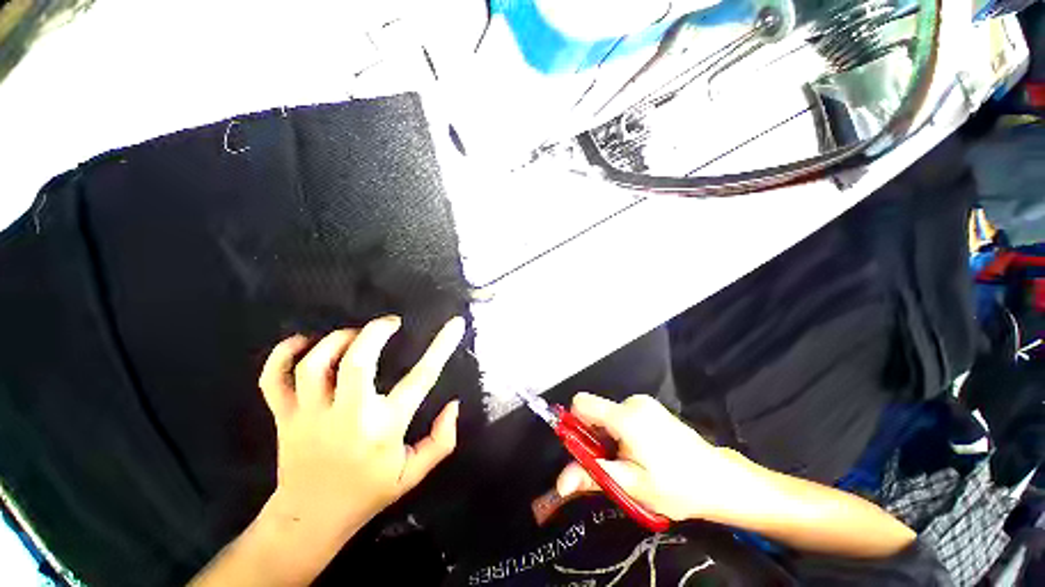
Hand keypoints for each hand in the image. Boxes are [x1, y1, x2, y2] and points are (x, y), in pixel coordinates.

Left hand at [258, 315, 465, 535]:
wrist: (310, 520)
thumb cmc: (368, 493)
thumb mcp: (414, 473)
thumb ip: (441, 440)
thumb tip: (453, 405)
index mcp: (384, 428)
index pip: (421, 378)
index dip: (442, 346)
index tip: (455, 323)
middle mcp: (347, 417)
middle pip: (356, 362)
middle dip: (375, 332)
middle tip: (391, 323)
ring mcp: (309, 416)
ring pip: (314, 364)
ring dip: (337, 340)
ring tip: (355, 335)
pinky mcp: (283, 417)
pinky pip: (273, 378)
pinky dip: (283, 353)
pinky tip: (302, 342)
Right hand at [555, 393, 759, 521]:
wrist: (719, 481)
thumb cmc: (676, 487)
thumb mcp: (631, 486)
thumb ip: (593, 477)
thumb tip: (560, 483)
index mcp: (625, 417)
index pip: (581, 403)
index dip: (575, 424)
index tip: (585, 449)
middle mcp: (633, 402)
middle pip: (595, 412)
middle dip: (595, 437)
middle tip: (613, 465)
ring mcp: (644, 402)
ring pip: (608, 415)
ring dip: (609, 437)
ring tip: (631, 462)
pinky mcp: (651, 407)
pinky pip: (622, 414)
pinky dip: (621, 431)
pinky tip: (641, 452)